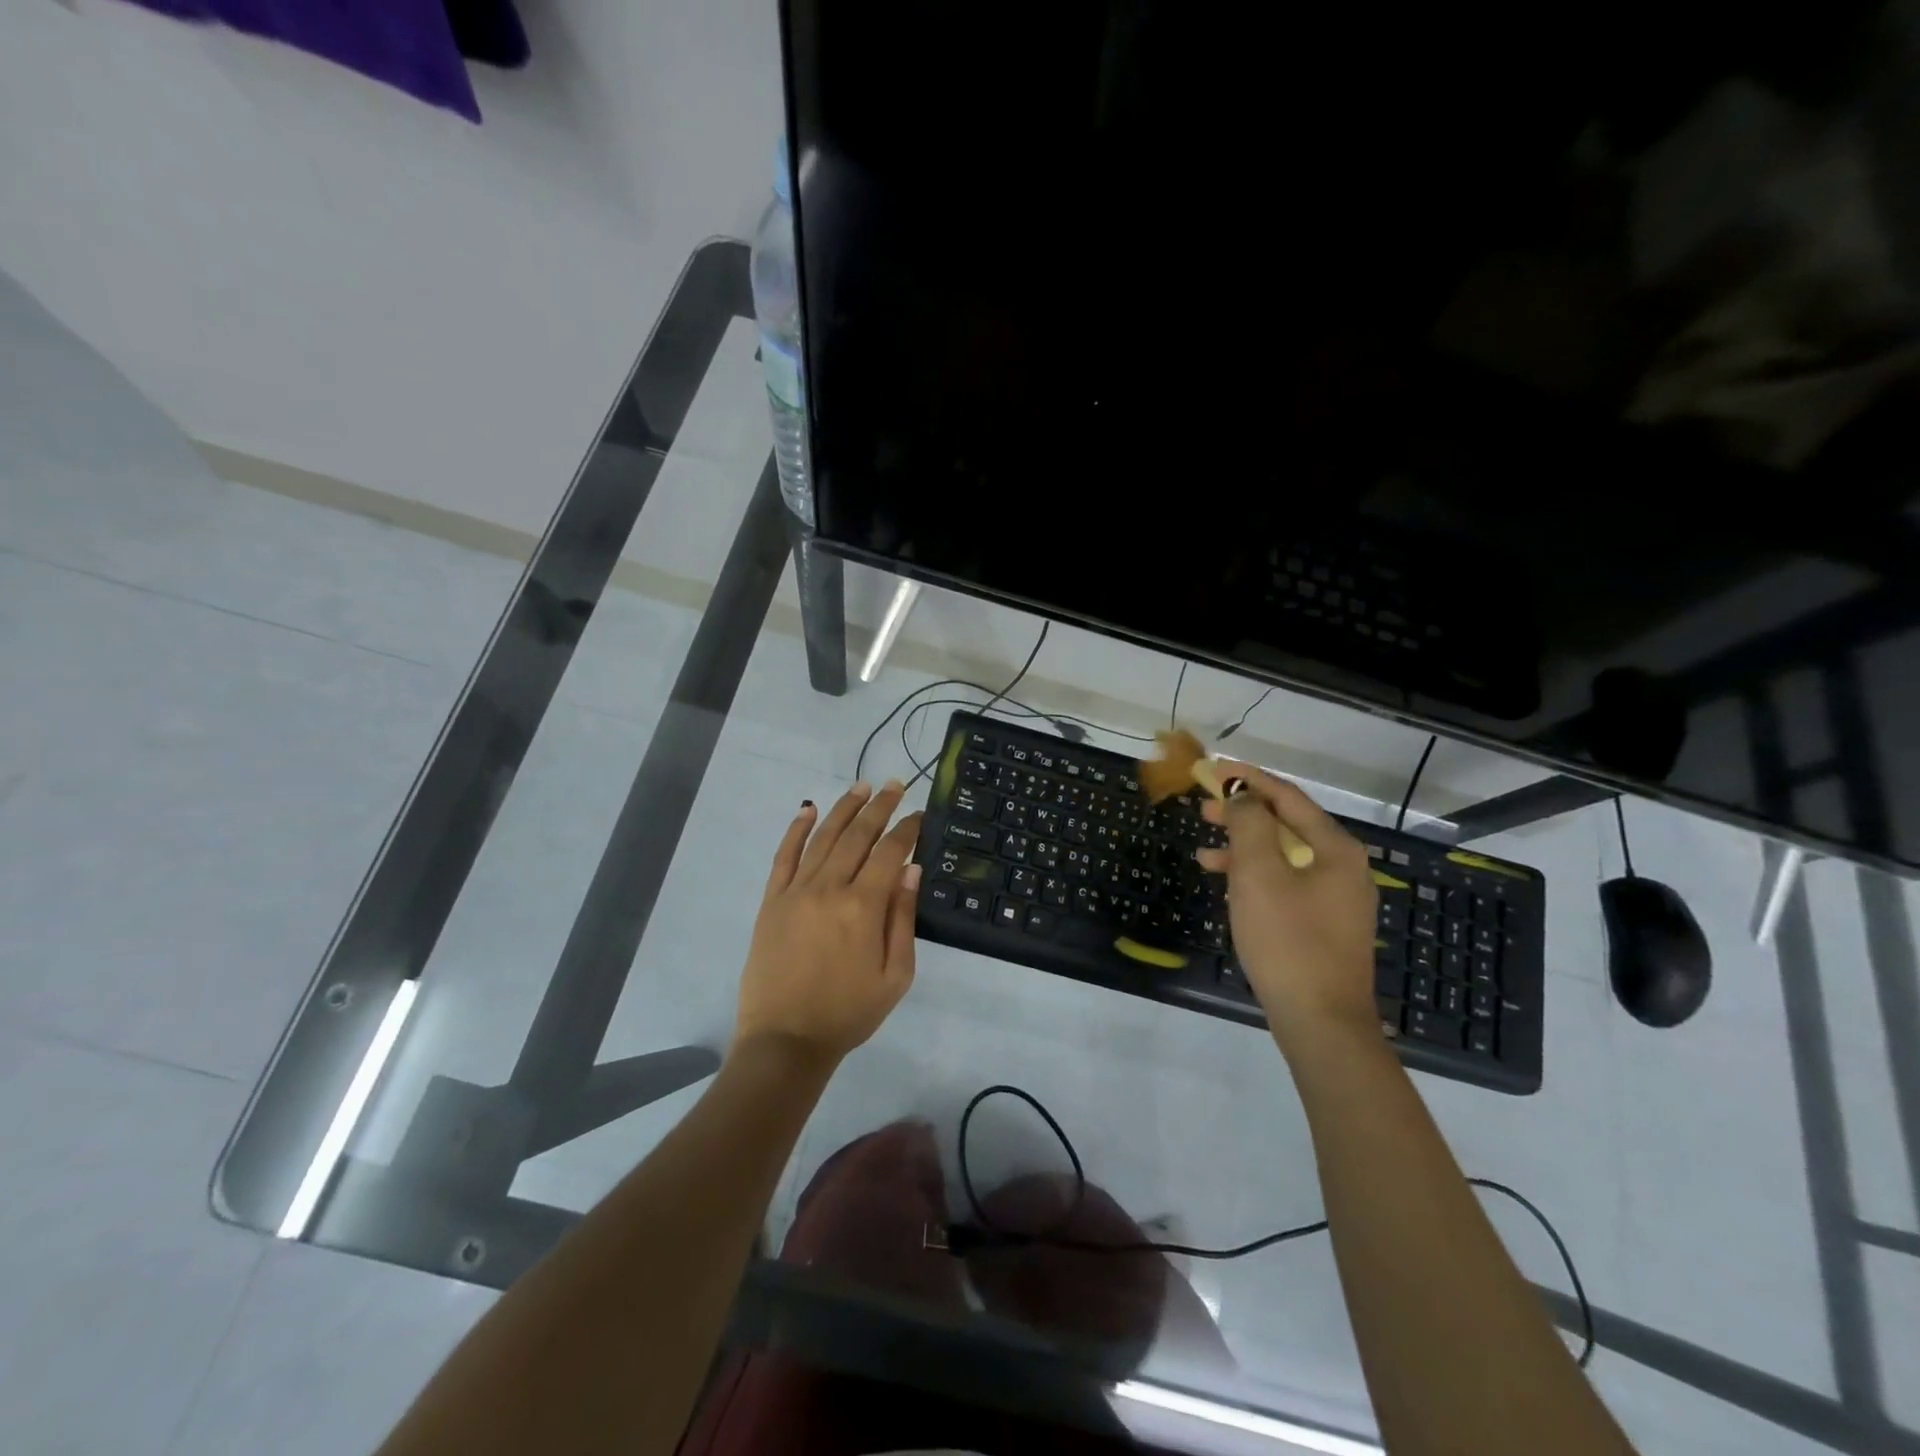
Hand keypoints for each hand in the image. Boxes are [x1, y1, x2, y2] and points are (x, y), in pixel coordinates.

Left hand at [734, 780, 922, 1067]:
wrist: (786, 1040)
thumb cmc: (848, 1012)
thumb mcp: (895, 975)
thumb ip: (903, 919)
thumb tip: (911, 869)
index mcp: (863, 906)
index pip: (889, 852)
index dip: (907, 829)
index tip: (920, 813)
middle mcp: (829, 888)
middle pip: (858, 835)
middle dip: (880, 807)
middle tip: (895, 784)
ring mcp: (796, 891)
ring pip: (823, 837)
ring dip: (844, 808)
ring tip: (861, 786)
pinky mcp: (772, 901)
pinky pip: (784, 856)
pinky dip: (796, 829)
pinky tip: (807, 809)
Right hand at [1196, 765, 1379, 1049]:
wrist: (1320, 1021)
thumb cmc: (1287, 940)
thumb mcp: (1259, 874)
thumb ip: (1249, 825)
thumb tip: (1242, 797)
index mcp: (1335, 848)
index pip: (1288, 797)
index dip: (1249, 779)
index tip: (1214, 769)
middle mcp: (1342, 866)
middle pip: (1288, 824)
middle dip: (1244, 813)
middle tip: (1204, 806)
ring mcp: (1336, 898)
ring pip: (1284, 856)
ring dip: (1244, 847)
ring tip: (1204, 849)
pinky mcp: (1323, 923)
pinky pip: (1286, 882)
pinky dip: (1255, 876)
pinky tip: (1228, 885)